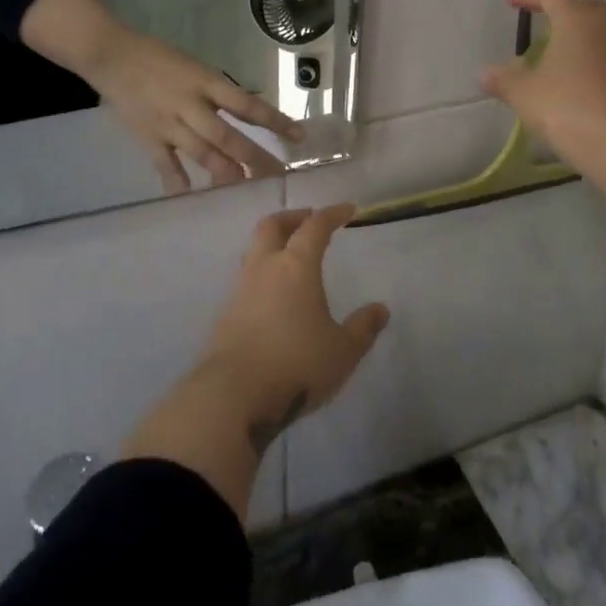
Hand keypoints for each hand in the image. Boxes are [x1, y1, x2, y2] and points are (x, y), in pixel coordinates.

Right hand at [84, 26, 302, 192]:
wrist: (113, 56)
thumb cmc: (160, 58)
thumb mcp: (197, 68)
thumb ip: (218, 92)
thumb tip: (246, 115)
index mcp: (207, 82)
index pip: (248, 105)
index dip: (275, 121)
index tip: (299, 136)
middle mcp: (192, 105)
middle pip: (229, 136)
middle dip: (255, 158)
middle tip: (278, 176)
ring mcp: (169, 124)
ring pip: (202, 153)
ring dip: (226, 173)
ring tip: (247, 187)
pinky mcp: (148, 138)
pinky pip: (167, 165)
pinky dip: (178, 182)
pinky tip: (191, 197)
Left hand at [200, 206, 389, 447]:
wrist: (232, 395)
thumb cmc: (296, 365)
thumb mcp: (342, 351)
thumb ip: (363, 328)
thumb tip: (380, 309)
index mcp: (296, 266)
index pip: (315, 226)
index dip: (332, 214)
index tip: (347, 209)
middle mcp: (265, 267)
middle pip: (272, 225)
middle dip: (292, 217)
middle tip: (309, 221)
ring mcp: (240, 289)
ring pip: (254, 250)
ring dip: (273, 244)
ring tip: (290, 257)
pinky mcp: (225, 314)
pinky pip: (246, 279)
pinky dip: (262, 274)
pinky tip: (273, 295)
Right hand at [479, 0, 605, 177]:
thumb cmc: (568, 109)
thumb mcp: (524, 95)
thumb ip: (504, 80)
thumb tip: (485, 72)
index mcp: (577, 21)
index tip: (513, 2)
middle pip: (585, 8)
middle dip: (563, 11)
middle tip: (543, 23)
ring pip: (604, 33)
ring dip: (582, 37)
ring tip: (562, 56)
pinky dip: (597, 61)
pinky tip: (583, 83)